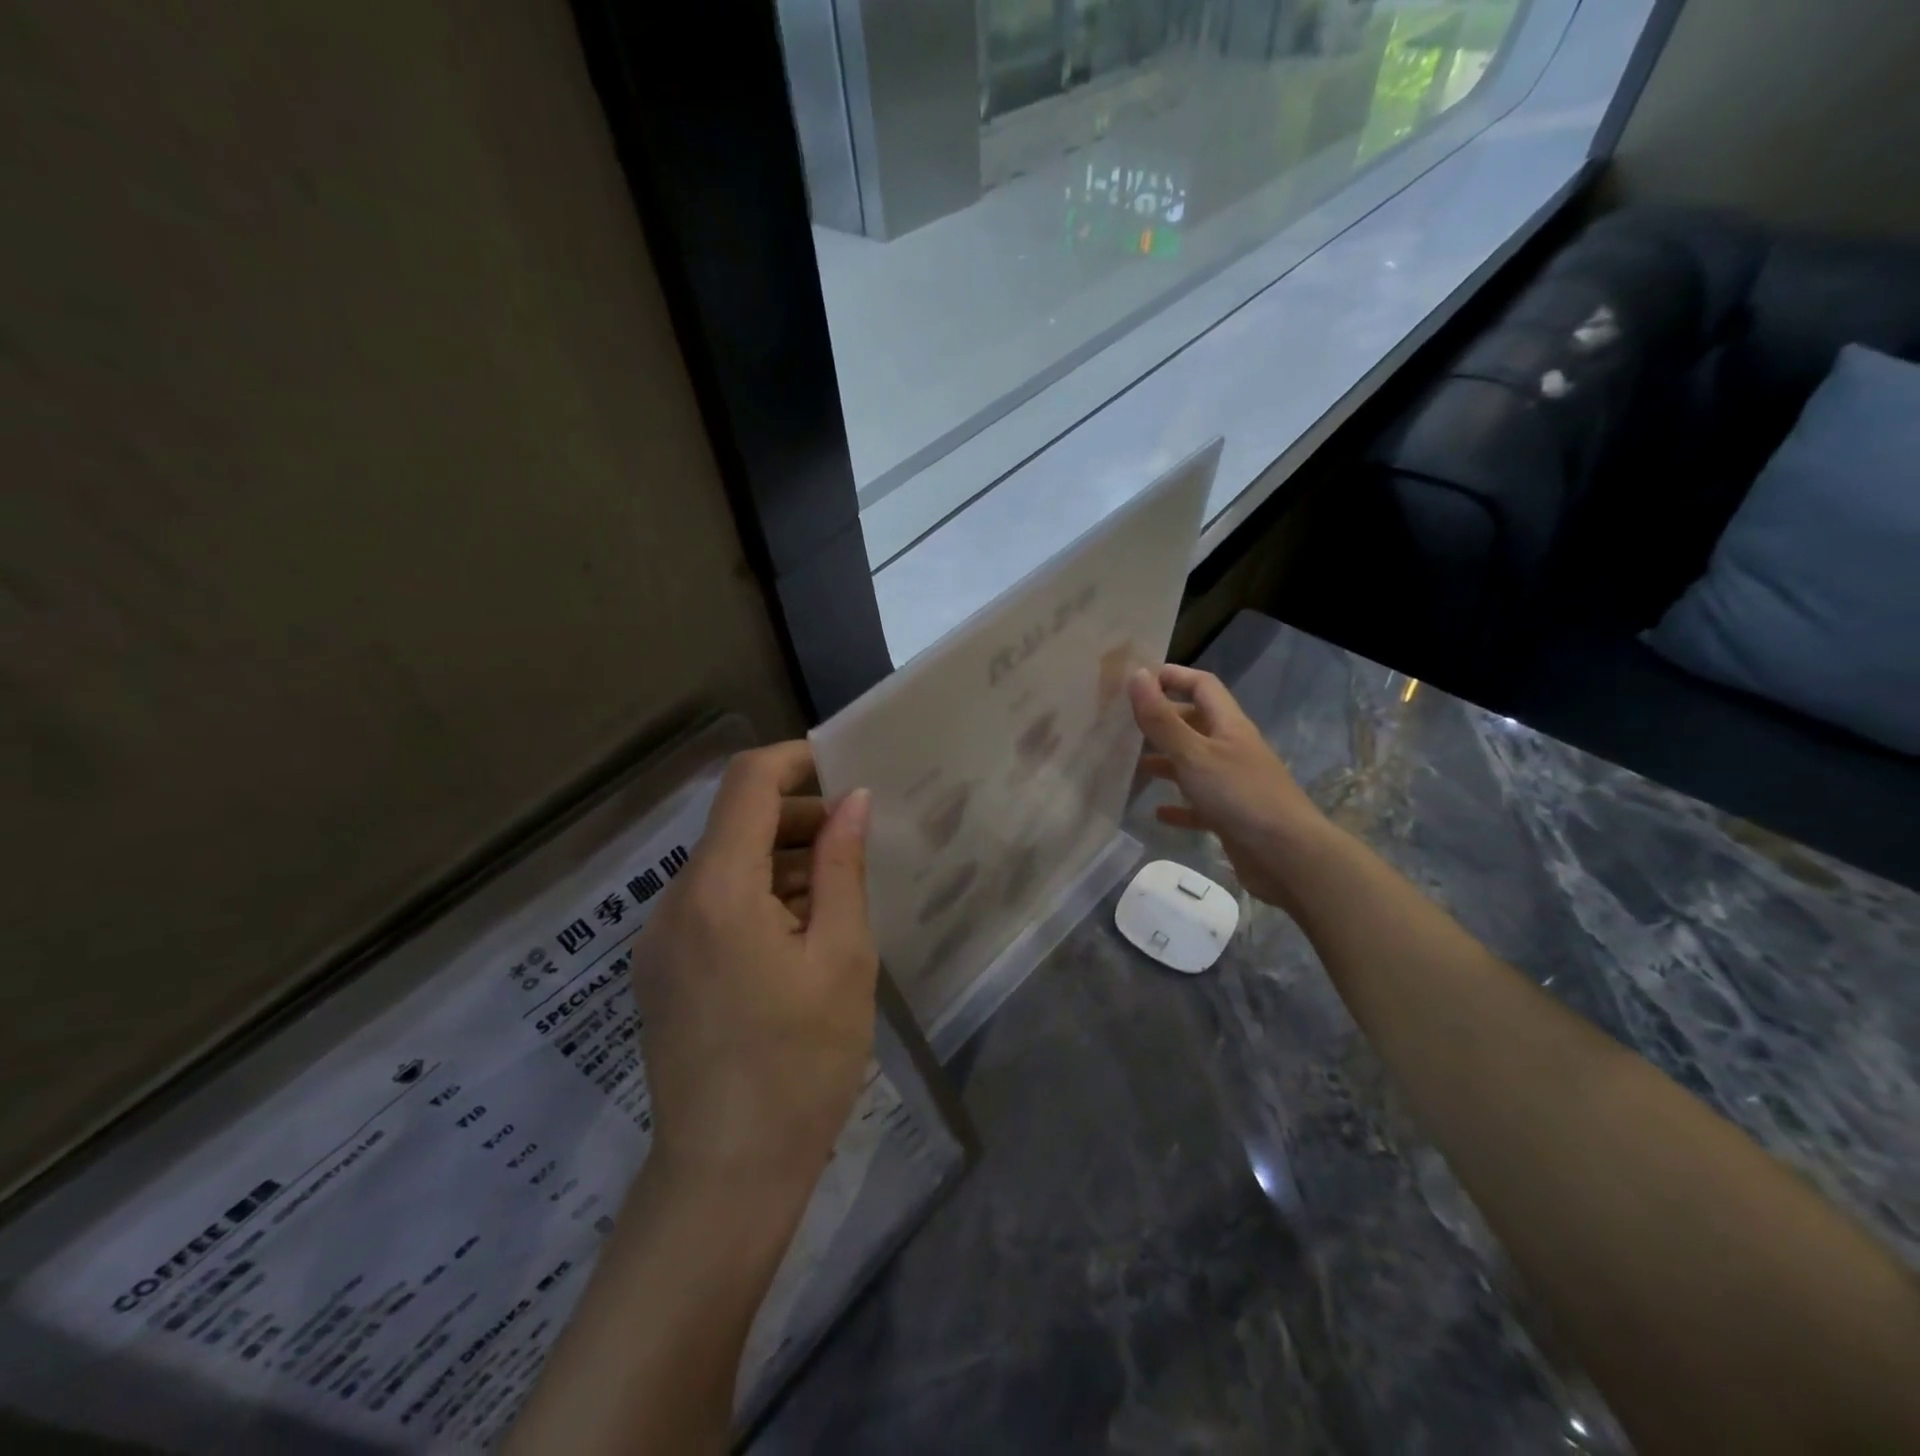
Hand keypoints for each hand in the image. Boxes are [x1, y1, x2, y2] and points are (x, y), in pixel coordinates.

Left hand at [633, 742, 876, 1201]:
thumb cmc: (800, 1063)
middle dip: (797, 817)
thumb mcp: (842, 957)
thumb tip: (852, 801)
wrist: (726, 1177)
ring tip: (836, 897)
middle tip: (856, 843)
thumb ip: (841, 868)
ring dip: (779, 861)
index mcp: (718, 889)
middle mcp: (675, 902)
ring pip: (723, 865)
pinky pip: (709, 906)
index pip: (746, 783)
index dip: (795, 760)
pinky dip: (755, 897)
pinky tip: (798, 937)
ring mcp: (659, 939)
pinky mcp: (660, 971)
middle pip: (734, 823)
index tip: (844, 768)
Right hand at [1130, 665, 1330, 910]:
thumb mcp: (1193, 754)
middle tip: (1124, 726)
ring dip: (1165, 763)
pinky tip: (1157, 812)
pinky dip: (1178, 806)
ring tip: (1132, 767)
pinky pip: (1198, 805)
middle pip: (1195, 724)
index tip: (1137, 681)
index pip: (1202, 685)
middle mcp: (1232, 749)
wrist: (1288, 857)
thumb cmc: (1240, 796)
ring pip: (1193, 764)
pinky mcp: (1231, 816)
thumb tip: (1137, 675)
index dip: (1173, 677)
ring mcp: (1233, 784)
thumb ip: (1162, 719)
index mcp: (1228, 725)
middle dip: (1163, 721)